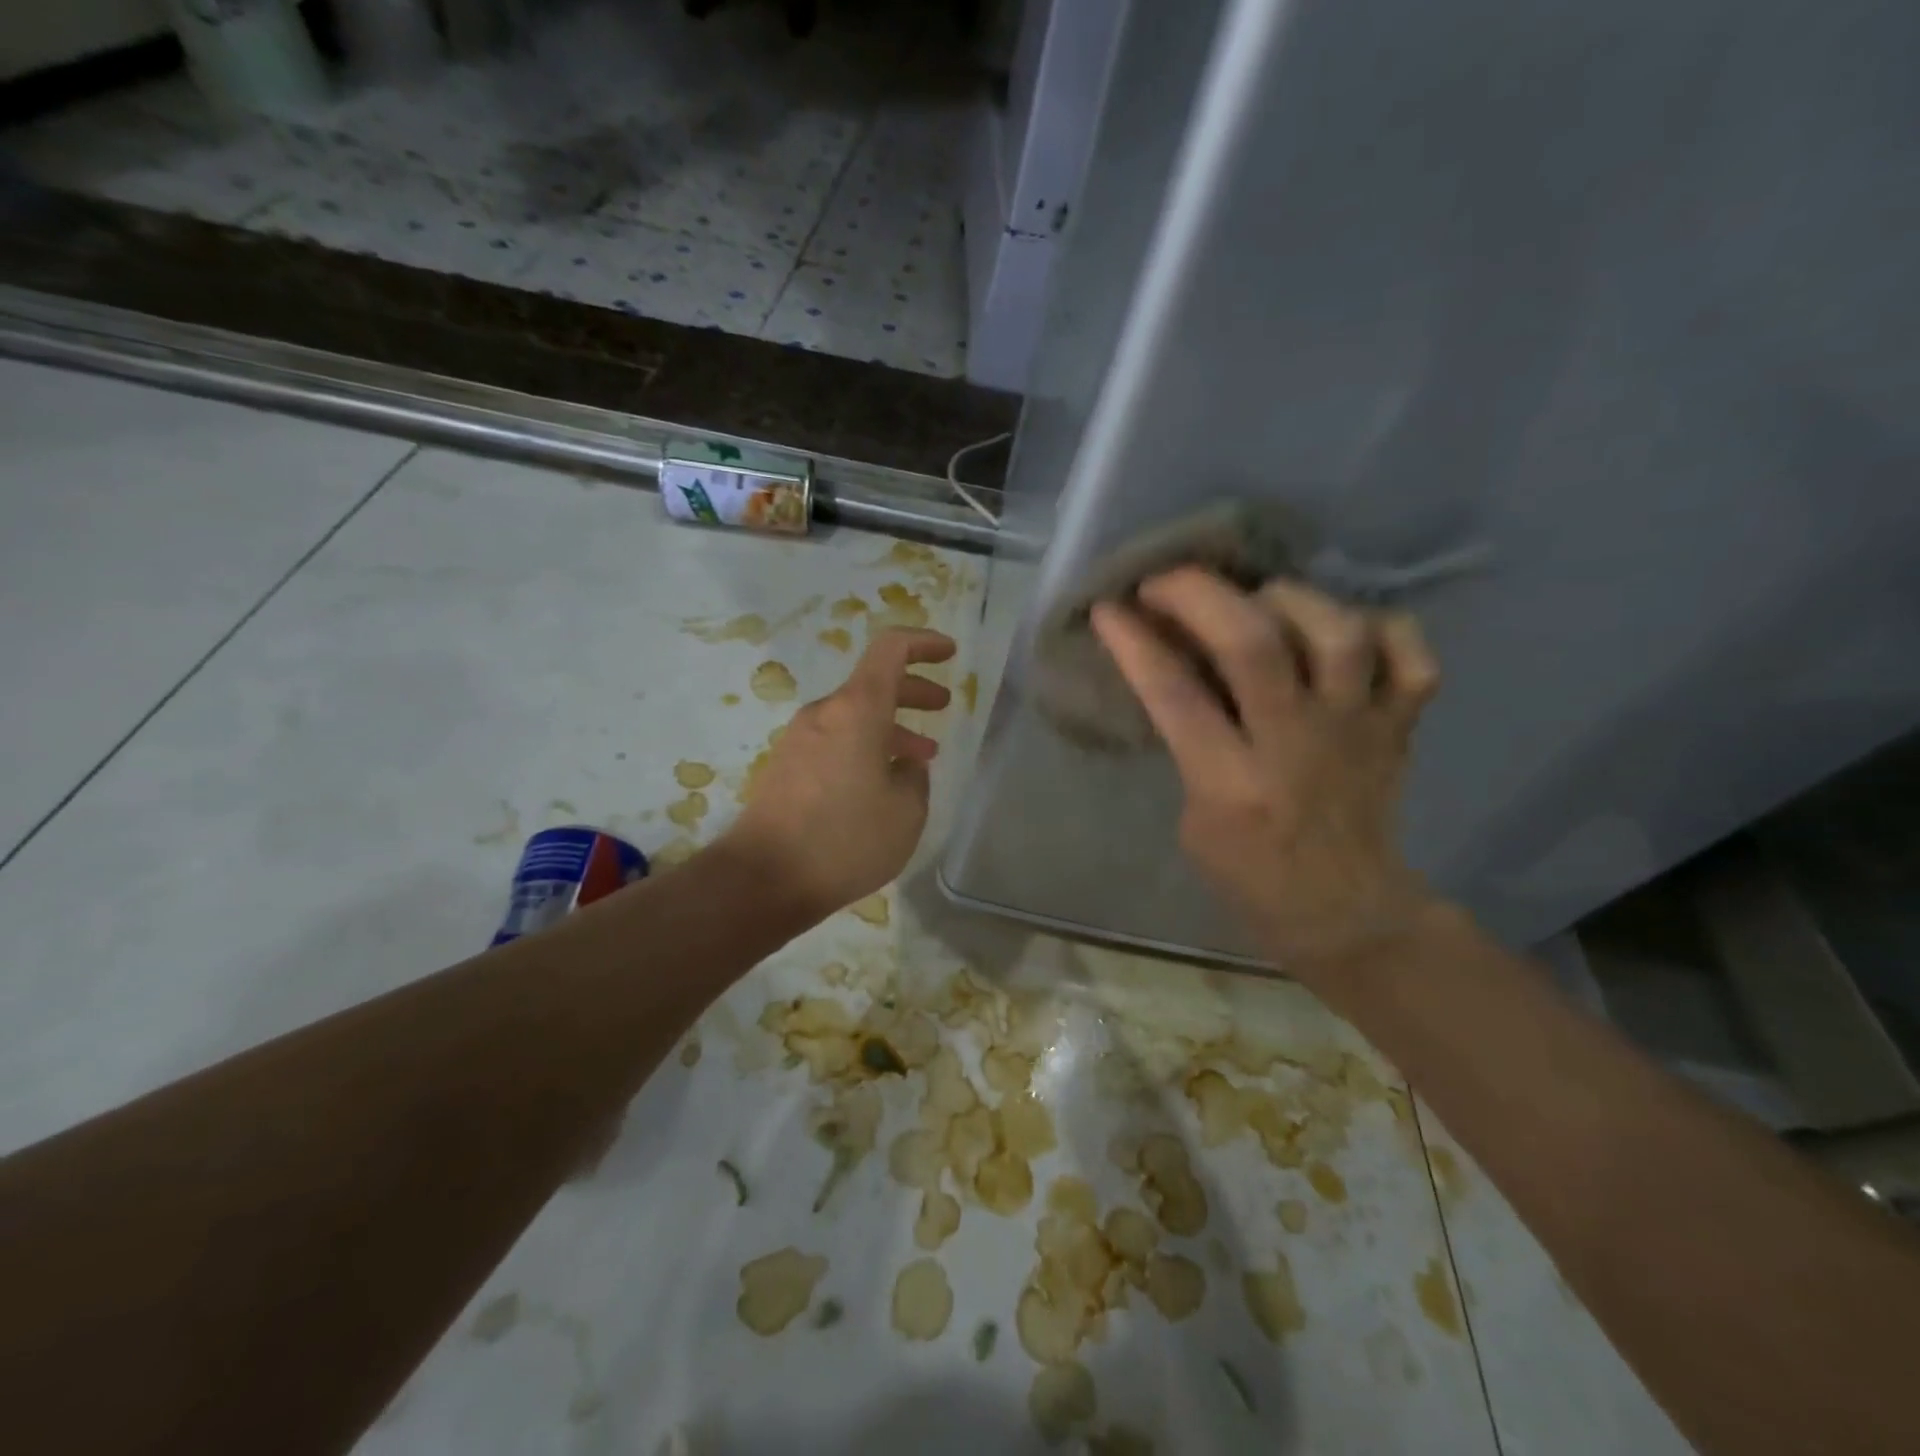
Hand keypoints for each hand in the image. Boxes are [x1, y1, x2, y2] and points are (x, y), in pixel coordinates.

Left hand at [722, 627, 956, 920]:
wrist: (763, 879)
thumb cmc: (844, 840)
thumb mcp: (905, 813)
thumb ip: (915, 779)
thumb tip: (905, 767)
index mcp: (856, 710)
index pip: (890, 649)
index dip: (923, 643)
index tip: (950, 653)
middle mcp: (824, 714)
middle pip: (873, 684)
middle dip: (913, 690)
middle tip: (942, 706)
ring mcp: (799, 740)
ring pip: (855, 717)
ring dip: (891, 728)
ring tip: (922, 759)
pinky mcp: (787, 767)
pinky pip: (835, 741)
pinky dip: (865, 747)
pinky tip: (881, 784)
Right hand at [1090, 568, 1440, 979]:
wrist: (1343, 912)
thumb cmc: (1247, 873)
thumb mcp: (1194, 817)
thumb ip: (1188, 745)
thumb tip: (1178, 665)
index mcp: (1231, 784)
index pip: (1175, 693)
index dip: (1135, 641)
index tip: (1108, 607)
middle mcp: (1296, 745)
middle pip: (1255, 644)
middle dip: (1200, 595)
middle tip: (1166, 583)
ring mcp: (1358, 730)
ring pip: (1337, 633)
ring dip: (1287, 599)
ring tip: (1256, 600)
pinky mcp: (1400, 726)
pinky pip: (1410, 654)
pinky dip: (1380, 626)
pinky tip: (1341, 629)